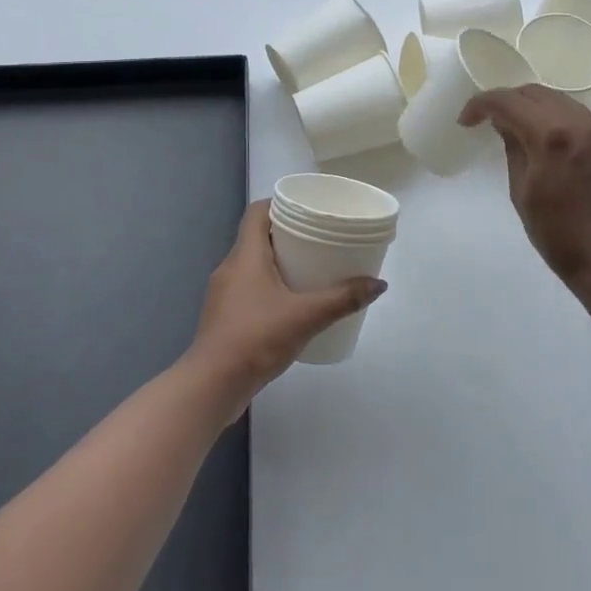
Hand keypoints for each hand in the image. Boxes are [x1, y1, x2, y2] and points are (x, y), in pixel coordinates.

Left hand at [189, 201, 386, 406]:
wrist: (212, 386)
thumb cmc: (256, 338)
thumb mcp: (306, 316)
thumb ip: (343, 299)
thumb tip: (378, 284)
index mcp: (245, 256)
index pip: (257, 212)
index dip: (279, 203)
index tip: (307, 209)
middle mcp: (230, 268)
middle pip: (257, 236)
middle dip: (287, 234)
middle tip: (319, 238)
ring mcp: (224, 294)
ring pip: (253, 264)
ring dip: (279, 262)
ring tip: (311, 270)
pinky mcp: (225, 318)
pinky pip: (250, 289)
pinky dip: (270, 286)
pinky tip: (292, 304)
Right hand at [459, 84, 590, 286]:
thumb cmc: (557, 235)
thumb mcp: (522, 192)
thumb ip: (513, 149)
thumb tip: (504, 123)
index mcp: (551, 136)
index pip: (509, 102)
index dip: (481, 104)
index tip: (466, 121)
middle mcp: (579, 123)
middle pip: (535, 93)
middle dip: (507, 100)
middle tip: (487, 120)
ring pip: (559, 99)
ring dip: (532, 106)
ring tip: (514, 125)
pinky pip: (578, 115)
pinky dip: (556, 117)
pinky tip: (545, 136)